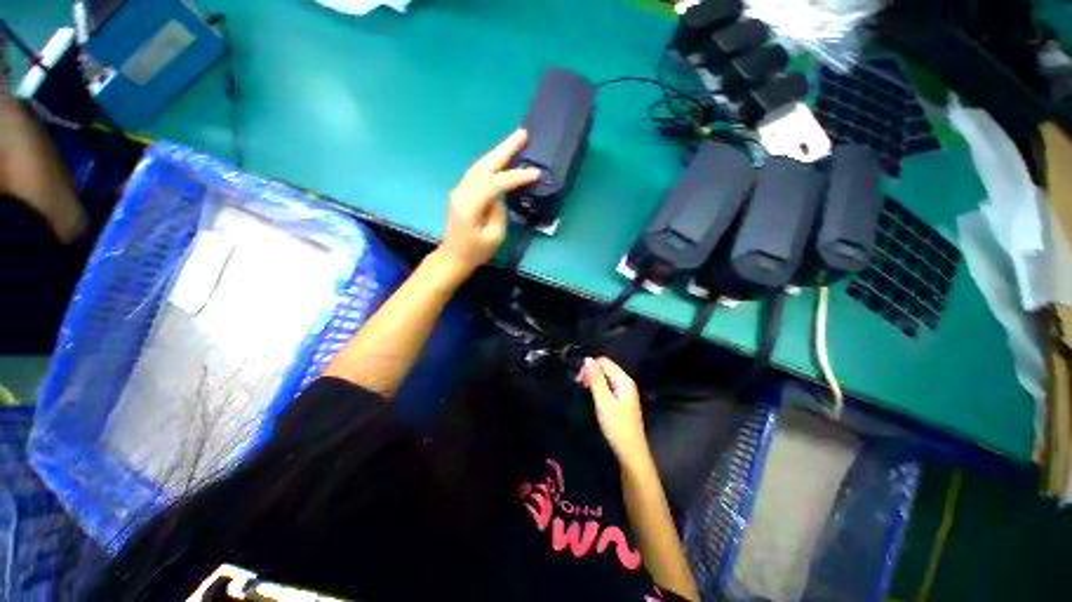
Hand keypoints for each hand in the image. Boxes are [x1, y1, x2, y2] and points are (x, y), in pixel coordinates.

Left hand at [439, 129, 540, 274]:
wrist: (454, 257)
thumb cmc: (475, 251)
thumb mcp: (494, 237)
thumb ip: (499, 213)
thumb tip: (500, 197)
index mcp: (469, 204)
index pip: (495, 183)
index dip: (516, 177)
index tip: (536, 173)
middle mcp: (462, 191)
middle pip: (485, 164)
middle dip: (505, 149)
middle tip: (523, 134)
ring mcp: (460, 189)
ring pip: (481, 165)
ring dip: (499, 152)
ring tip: (516, 141)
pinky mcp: (463, 192)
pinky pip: (479, 172)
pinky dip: (492, 163)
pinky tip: (503, 159)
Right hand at [579, 357, 649, 463]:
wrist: (631, 452)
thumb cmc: (617, 427)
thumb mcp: (603, 402)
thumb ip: (596, 379)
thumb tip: (587, 359)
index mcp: (624, 380)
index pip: (604, 362)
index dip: (589, 367)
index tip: (579, 381)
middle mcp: (626, 382)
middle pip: (605, 367)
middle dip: (591, 372)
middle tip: (580, 386)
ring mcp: (625, 391)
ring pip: (606, 376)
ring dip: (593, 380)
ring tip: (584, 390)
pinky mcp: (622, 399)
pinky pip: (608, 385)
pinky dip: (599, 387)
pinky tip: (594, 396)